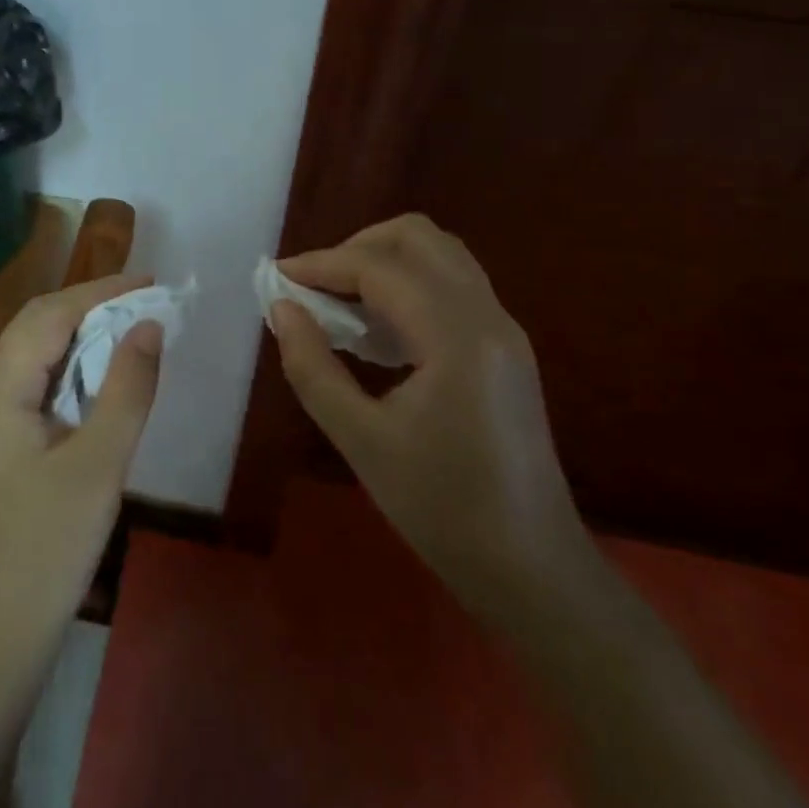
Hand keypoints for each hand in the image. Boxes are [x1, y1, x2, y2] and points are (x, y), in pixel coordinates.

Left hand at [0, 275, 163, 652]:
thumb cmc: (47, 547)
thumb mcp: (99, 463)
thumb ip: (127, 388)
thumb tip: (150, 326)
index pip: (50, 315)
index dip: (101, 291)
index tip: (151, 282)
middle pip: (36, 327)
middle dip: (91, 307)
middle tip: (147, 303)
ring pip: (35, 356)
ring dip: (82, 337)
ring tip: (132, 330)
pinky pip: (35, 385)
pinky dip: (71, 369)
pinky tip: (102, 379)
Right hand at [269, 214, 589, 618]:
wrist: (532, 569)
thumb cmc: (442, 510)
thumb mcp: (361, 440)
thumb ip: (312, 367)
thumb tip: (282, 309)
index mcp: (457, 337)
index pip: (380, 268)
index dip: (322, 263)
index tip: (276, 278)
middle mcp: (488, 316)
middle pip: (419, 238)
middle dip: (357, 247)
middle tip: (314, 286)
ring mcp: (503, 329)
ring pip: (440, 255)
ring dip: (384, 262)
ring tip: (339, 303)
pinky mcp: (505, 347)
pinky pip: (452, 286)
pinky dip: (408, 285)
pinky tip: (376, 329)